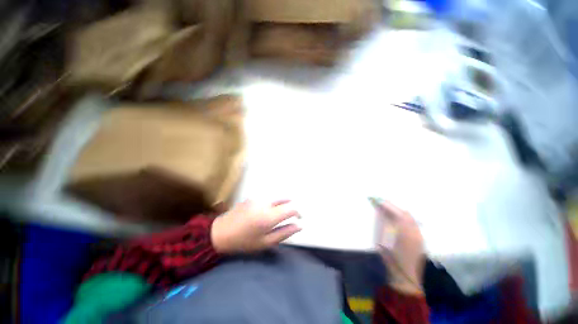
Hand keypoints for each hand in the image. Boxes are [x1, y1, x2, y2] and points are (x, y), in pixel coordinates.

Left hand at [211, 200, 300, 253]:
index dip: (298, 212)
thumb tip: (299, 226)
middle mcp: (265, 203)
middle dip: (290, 207)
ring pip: (276, 198)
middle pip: (285, 200)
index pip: (291, 208)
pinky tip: (264, 213)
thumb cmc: (244, 241)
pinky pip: (267, 199)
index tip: (299, 219)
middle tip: (289, 217)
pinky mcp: (252, 197)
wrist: (220, 233)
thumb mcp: (265, 242)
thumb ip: (284, 233)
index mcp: (269, 216)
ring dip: (281, 205)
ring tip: (276, 216)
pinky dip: (271, 204)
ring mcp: (258, 198)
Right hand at [376, 200, 424, 294]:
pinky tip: (396, 221)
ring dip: (399, 213)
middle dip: (393, 207)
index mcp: (406, 231)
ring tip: (388, 211)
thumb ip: (383, 222)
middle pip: (406, 213)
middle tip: (382, 204)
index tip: (377, 200)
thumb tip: (380, 209)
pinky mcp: (420, 240)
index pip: (397, 212)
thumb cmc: (391, 257)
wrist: (404, 276)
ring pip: (410, 218)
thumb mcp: (383, 239)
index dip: (387, 205)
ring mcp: (419, 236)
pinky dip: (404, 219)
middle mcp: (415, 231)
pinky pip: (413, 224)